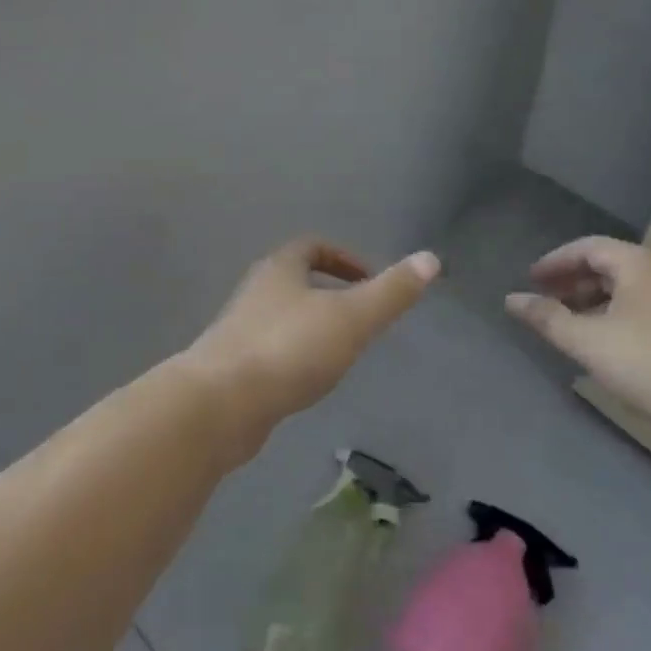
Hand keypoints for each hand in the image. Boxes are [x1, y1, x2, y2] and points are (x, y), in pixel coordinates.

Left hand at [187, 238, 439, 461]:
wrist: (220, 403)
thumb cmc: (289, 349)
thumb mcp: (351, 317)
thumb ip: (391, 292)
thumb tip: (431, 259)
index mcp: (280, 269)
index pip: (312, 247)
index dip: (343, 257)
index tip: (369, 280)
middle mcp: (255, 291)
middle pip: (294, 280)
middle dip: (329, 293)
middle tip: (361, 318)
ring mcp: (239, 329)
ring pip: (282, 316)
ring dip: (311, 326)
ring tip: (341, 353)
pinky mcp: (231, 366)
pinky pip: (269, 350)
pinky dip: (293, 356)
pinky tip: (307, 382)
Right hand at [506, 237, 650, 441]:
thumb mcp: (588, 340)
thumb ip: (547, 317)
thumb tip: (511, 299)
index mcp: (635, 262)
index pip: (586, 247)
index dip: (554, 261)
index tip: (530, 279)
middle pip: (606, 264)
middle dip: (571, 280)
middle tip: (543, 299)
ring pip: (623, 288)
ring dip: (590, 300)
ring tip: (565, 322)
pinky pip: (637, 308)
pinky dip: (610, 316)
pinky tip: (599, 342)